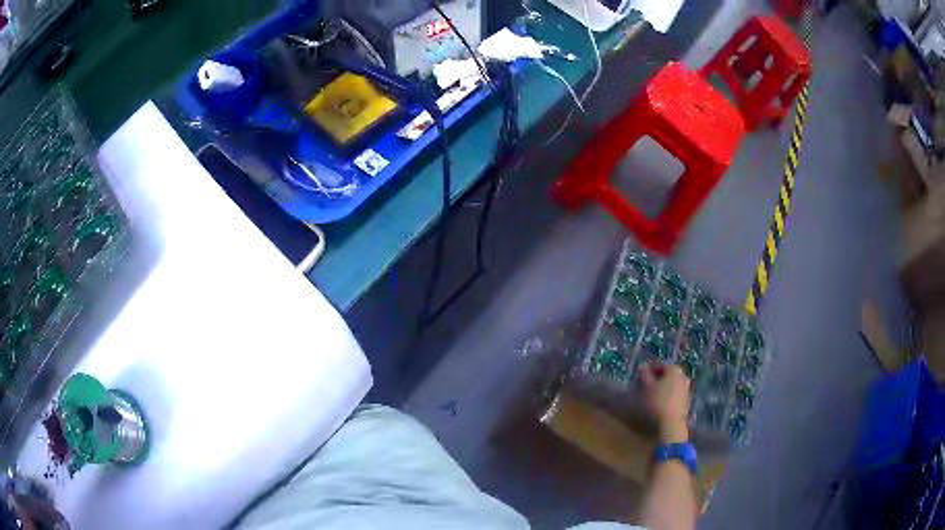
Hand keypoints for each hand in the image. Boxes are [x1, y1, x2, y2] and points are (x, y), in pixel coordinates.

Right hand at [638, 362, 690, 442]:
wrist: (670, 425)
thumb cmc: (656, 402)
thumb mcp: (646, 387)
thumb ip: (644, 375)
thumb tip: (642, 366)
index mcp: (675, 370)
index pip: (660, 365)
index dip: (649, 369)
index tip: (639, 376)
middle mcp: (683, 378)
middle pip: (667, 376)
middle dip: (656, 379)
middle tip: (643, 386)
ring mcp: (686, 391)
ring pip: (671, 386)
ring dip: (661, 389)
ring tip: (648, 397)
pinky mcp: (685, 404)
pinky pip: (673, 396)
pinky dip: (665, 398)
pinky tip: (657, 405)